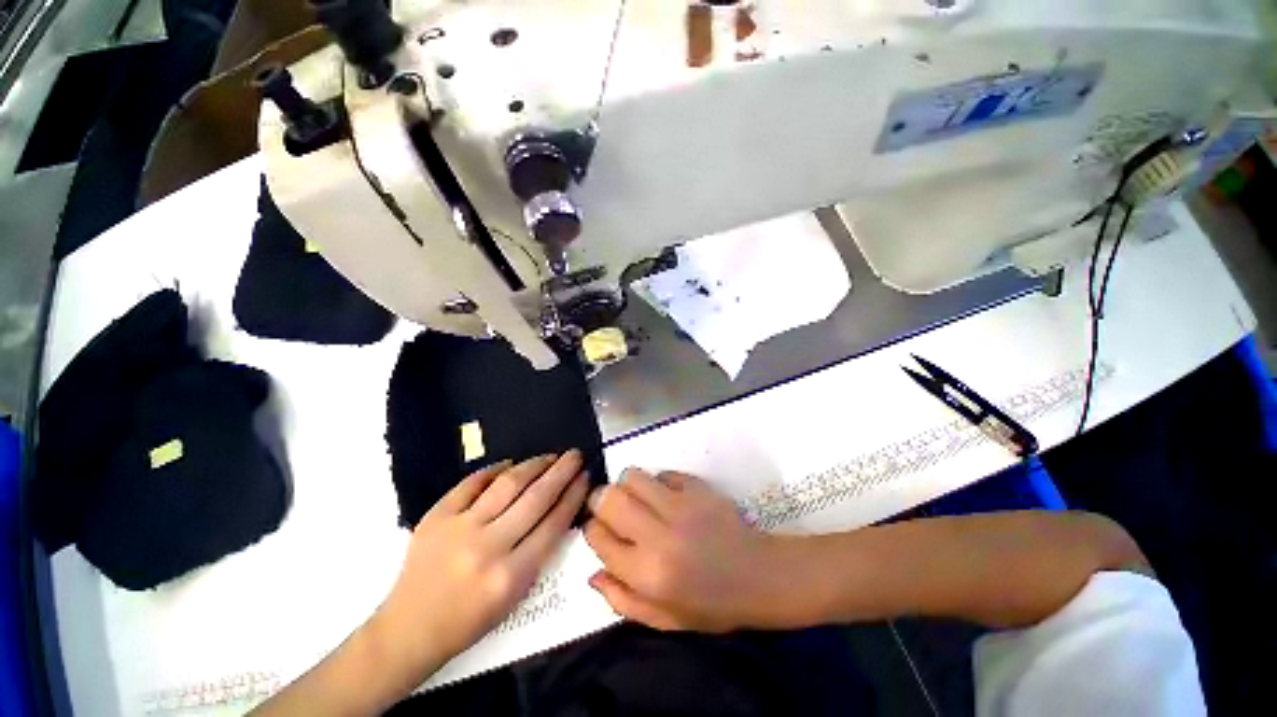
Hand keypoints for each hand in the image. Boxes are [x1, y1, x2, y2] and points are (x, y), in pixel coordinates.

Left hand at [374, 451, 589, 677]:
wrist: (408, 630)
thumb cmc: (469, 621)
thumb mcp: (515, 596)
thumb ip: (539, 551)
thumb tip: (558, 508)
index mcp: (511, 576)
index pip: (553, 524)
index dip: (573, 495)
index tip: (585, 477)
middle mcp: (488, 548)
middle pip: (536, 498)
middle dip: (561, 471)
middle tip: (575, 455)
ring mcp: (460, 528)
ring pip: (508, 483)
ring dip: (534, 464)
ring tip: (550, 455)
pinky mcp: (437, 516)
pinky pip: (472, 482)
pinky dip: (494, 469)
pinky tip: (511, 463)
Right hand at [583, 469, 783, 631]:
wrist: (758, 576)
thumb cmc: (710, 605)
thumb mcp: (663, 618)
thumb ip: (622, 599)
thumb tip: (591, 573)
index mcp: (648, 574)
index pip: (599, 538)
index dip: (592, 530)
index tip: (598, 529)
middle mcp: (660, 536)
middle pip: (610, 499)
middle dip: (601, 500)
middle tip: (610, 507)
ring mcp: (681, 507)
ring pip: (633, 477)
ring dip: (628, 485)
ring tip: (637, 499)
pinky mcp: (698, 488)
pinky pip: (663, 473)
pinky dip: (658, 482)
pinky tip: (666, 497)